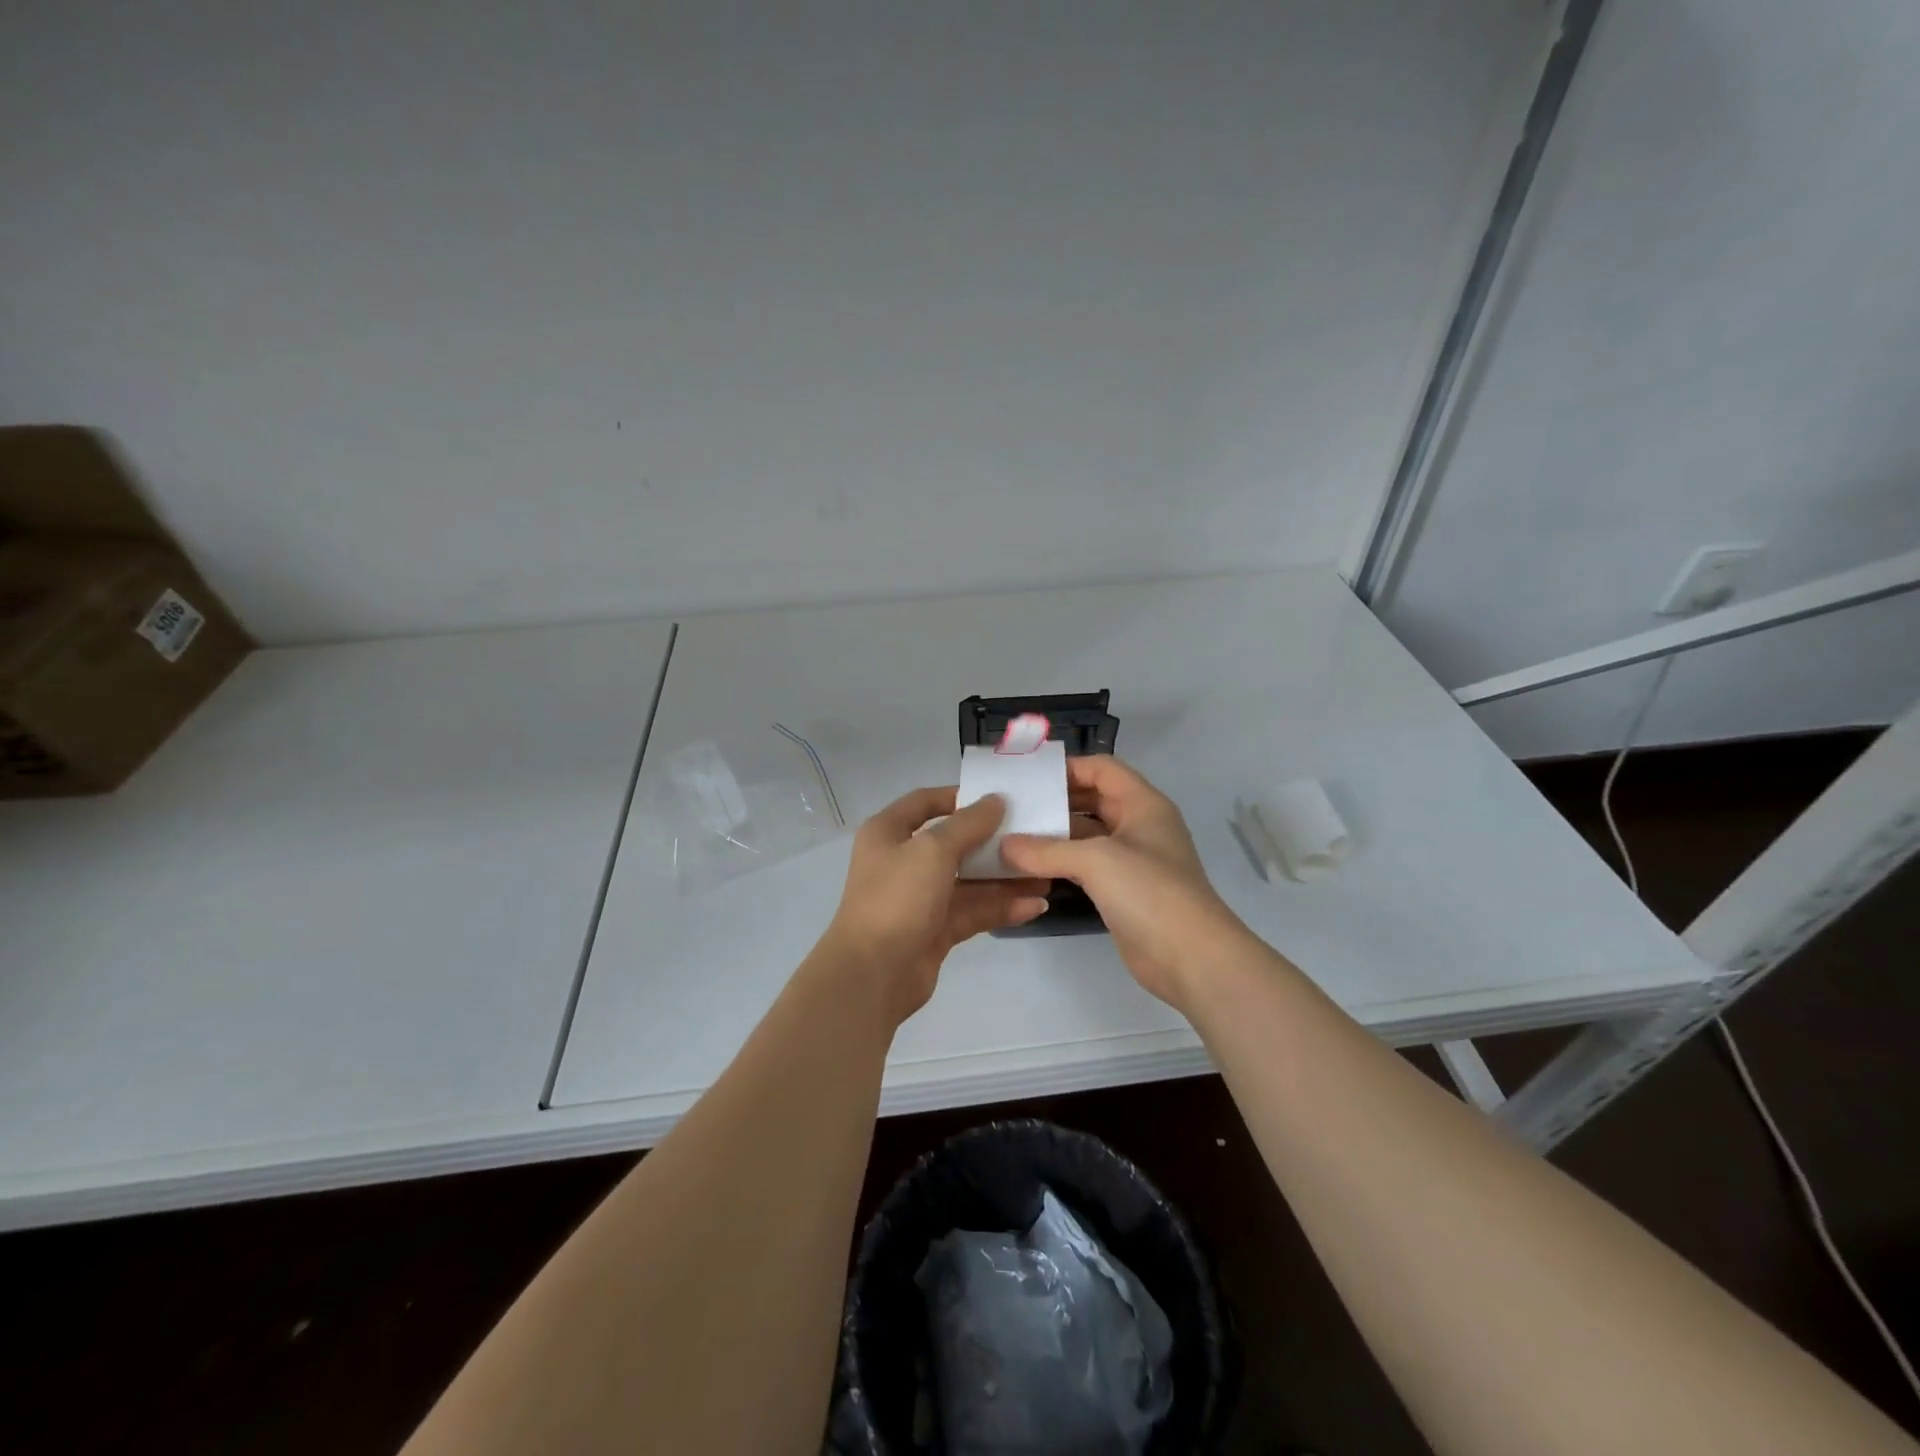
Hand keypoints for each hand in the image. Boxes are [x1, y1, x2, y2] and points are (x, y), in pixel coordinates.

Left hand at [820, 787, 1049, 1025]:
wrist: (873, 974)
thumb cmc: (897, 898)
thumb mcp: (933, 850)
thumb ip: (968, 824)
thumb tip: (996, 800)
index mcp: (888, 833)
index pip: (925, 802)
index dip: (959, 797)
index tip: (998, 798)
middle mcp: (902, 861)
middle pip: (954, 843)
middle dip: (993, 842)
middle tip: (1033, 836)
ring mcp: (920, 898)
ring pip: (968, 881)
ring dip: (1004, 878)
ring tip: (1046, 874)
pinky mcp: (936, 929)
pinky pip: (972, 911)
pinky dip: (1001, 907)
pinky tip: (1035, 905)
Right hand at [1002, 756, 1249, 1010]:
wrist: (1191, 958)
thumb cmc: (1149, 892)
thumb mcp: (1096, 860)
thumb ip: (1047, 850)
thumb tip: (1004, 846)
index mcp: (1143, 804)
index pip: (1103, 769)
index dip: (1068, 768)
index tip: (1028, 778)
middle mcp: (1139, 826)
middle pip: (1093, 800)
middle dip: (1056, 801)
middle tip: (1014, 807)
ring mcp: (1132, 861)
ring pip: (1088, 835)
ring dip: (1055, 835)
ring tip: (1012, 835)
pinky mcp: (1123, 891)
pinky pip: (1087, 866)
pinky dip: (1061, 863)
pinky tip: (1030, 868)